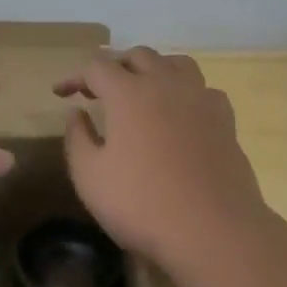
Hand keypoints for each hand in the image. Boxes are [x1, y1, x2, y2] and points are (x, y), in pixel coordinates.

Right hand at [57, 48, 266, 266]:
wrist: (213, 231)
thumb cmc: (141, 203)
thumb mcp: (90, 177)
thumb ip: (78, 138)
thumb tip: (77, 113)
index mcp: (128, 93)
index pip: (97, 67)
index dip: (75, 77)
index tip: (61, 94)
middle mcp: (166, 84)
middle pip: (138, 56)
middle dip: (114, 67)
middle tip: (98, 91)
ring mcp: (201, 99)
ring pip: (176, 63)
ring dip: (153, 70)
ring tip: (141, 91)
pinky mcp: (226, 121)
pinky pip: (203, 90)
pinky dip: (185, 92)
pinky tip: (180, 114)